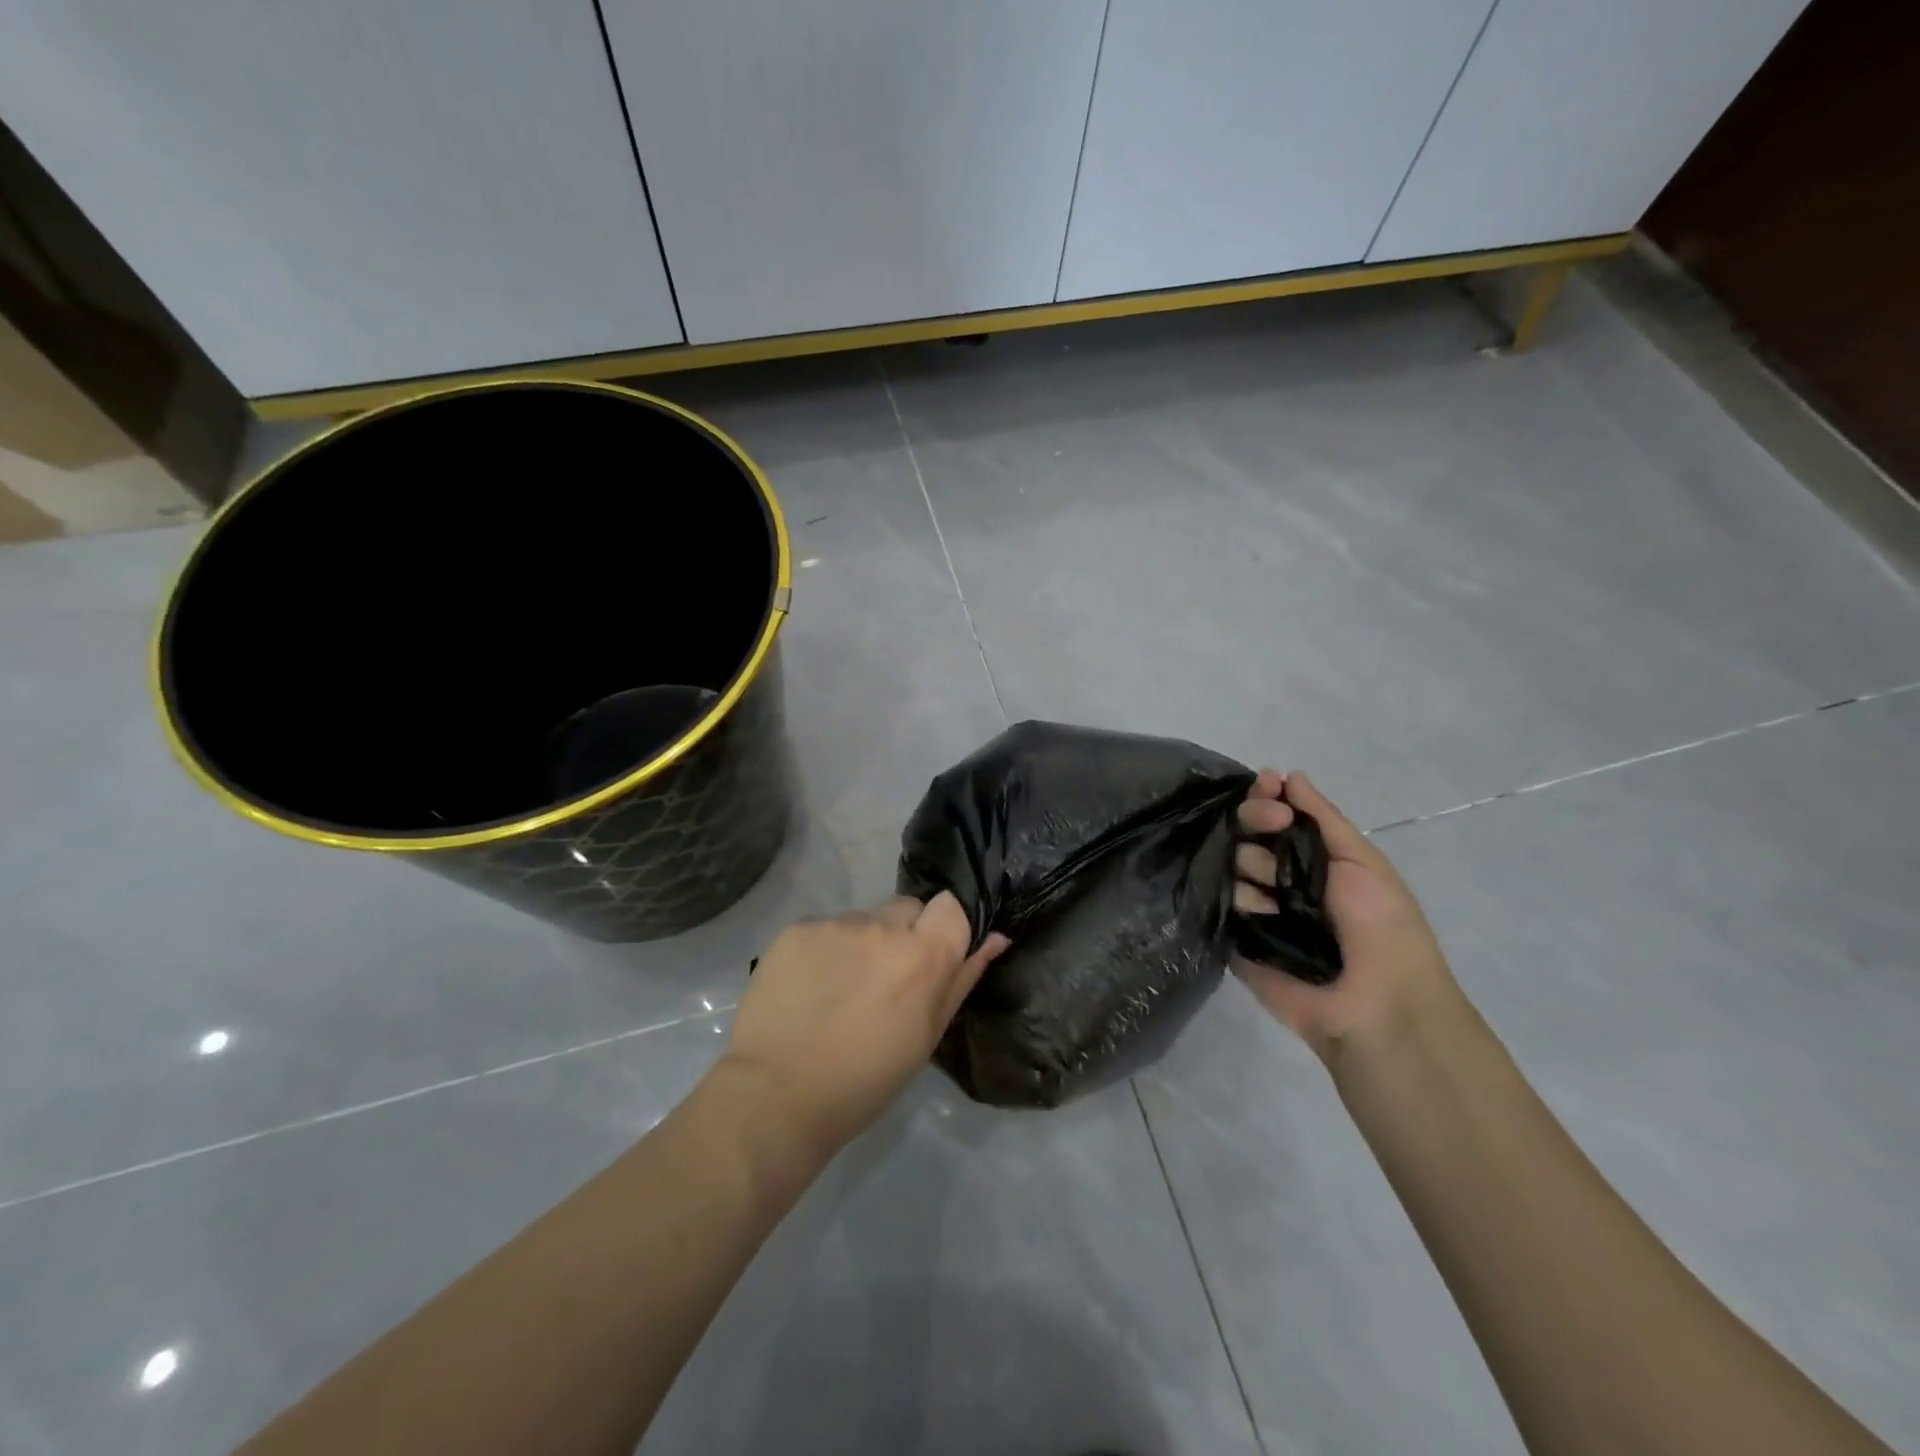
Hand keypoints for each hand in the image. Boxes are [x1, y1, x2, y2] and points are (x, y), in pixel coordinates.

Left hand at [716, 893, 1008, 1153]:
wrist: (777, 1095)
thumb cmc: (865, 1080)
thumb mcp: (926, 1036)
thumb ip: (962, 979)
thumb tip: (996, 938)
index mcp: (924, 955)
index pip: (951, 905)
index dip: (943, 927)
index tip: (930, 957)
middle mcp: (883, 926)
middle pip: (907, 908)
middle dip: (902, 934)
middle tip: (883, 980)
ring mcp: (837, 924)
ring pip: (863, 920)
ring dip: (861, 945)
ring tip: (838, 991)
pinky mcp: (797, 928)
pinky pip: (824, 929)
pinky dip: (823, 951)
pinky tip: (809, 988)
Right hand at [1232, 770, 1459, 1066]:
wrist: (1376, 1003)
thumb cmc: (1382, 926)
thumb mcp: (1362, 860)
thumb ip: (1322, 816)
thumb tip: (1289, 775)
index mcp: (1313, 856)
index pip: (1277, 813)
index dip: (1267, 795)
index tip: (1267, 784)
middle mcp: (1280, 876)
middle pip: (1247, 830)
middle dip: (1257, 818)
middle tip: (1272, 825)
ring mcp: (1257, 906)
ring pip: (1232, 862)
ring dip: (1254, 867)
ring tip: (1279, 894)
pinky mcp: (1237, 937)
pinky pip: (1223, 903)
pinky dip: (1241, 902)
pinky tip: (1261, 913)